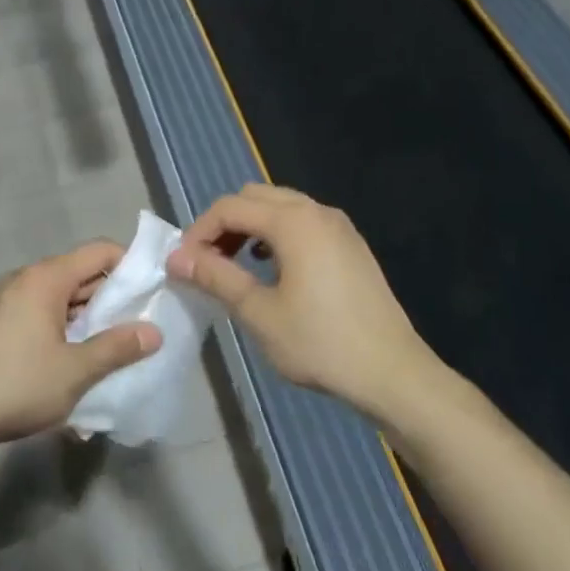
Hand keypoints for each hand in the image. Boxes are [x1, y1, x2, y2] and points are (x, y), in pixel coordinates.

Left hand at [0, 240, 163, 451]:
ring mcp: (8, 299)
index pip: (99, 251)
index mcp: (46, 278)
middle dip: (112, 297)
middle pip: (81, 273)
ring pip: (62, 296)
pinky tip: (76, 358)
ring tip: (114, 345)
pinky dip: (64, 326)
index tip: (153, 290)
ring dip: (88, 316)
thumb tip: (155, 332)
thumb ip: (117, 348)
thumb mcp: (76, 371)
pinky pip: (42, 311)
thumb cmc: (17, 386)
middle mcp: (26, 278)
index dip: (130, 265)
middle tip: (141, 323)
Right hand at [167, 185, 435, 418]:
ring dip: (251, 227)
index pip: (230, 207)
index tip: (184, 264)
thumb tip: (177, 257)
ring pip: (280, 207)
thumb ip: (216, 277)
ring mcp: (339, 226)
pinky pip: (303, 222)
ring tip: (235, 265)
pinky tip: (274, 269)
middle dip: (224, 223)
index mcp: (293, 222)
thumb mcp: (259, 313)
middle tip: (207, 262)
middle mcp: (316, 211)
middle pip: (255, 197)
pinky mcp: (351, 244)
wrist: (392, 372)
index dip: (199, 230)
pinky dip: (278, 234)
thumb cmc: (320, 343)